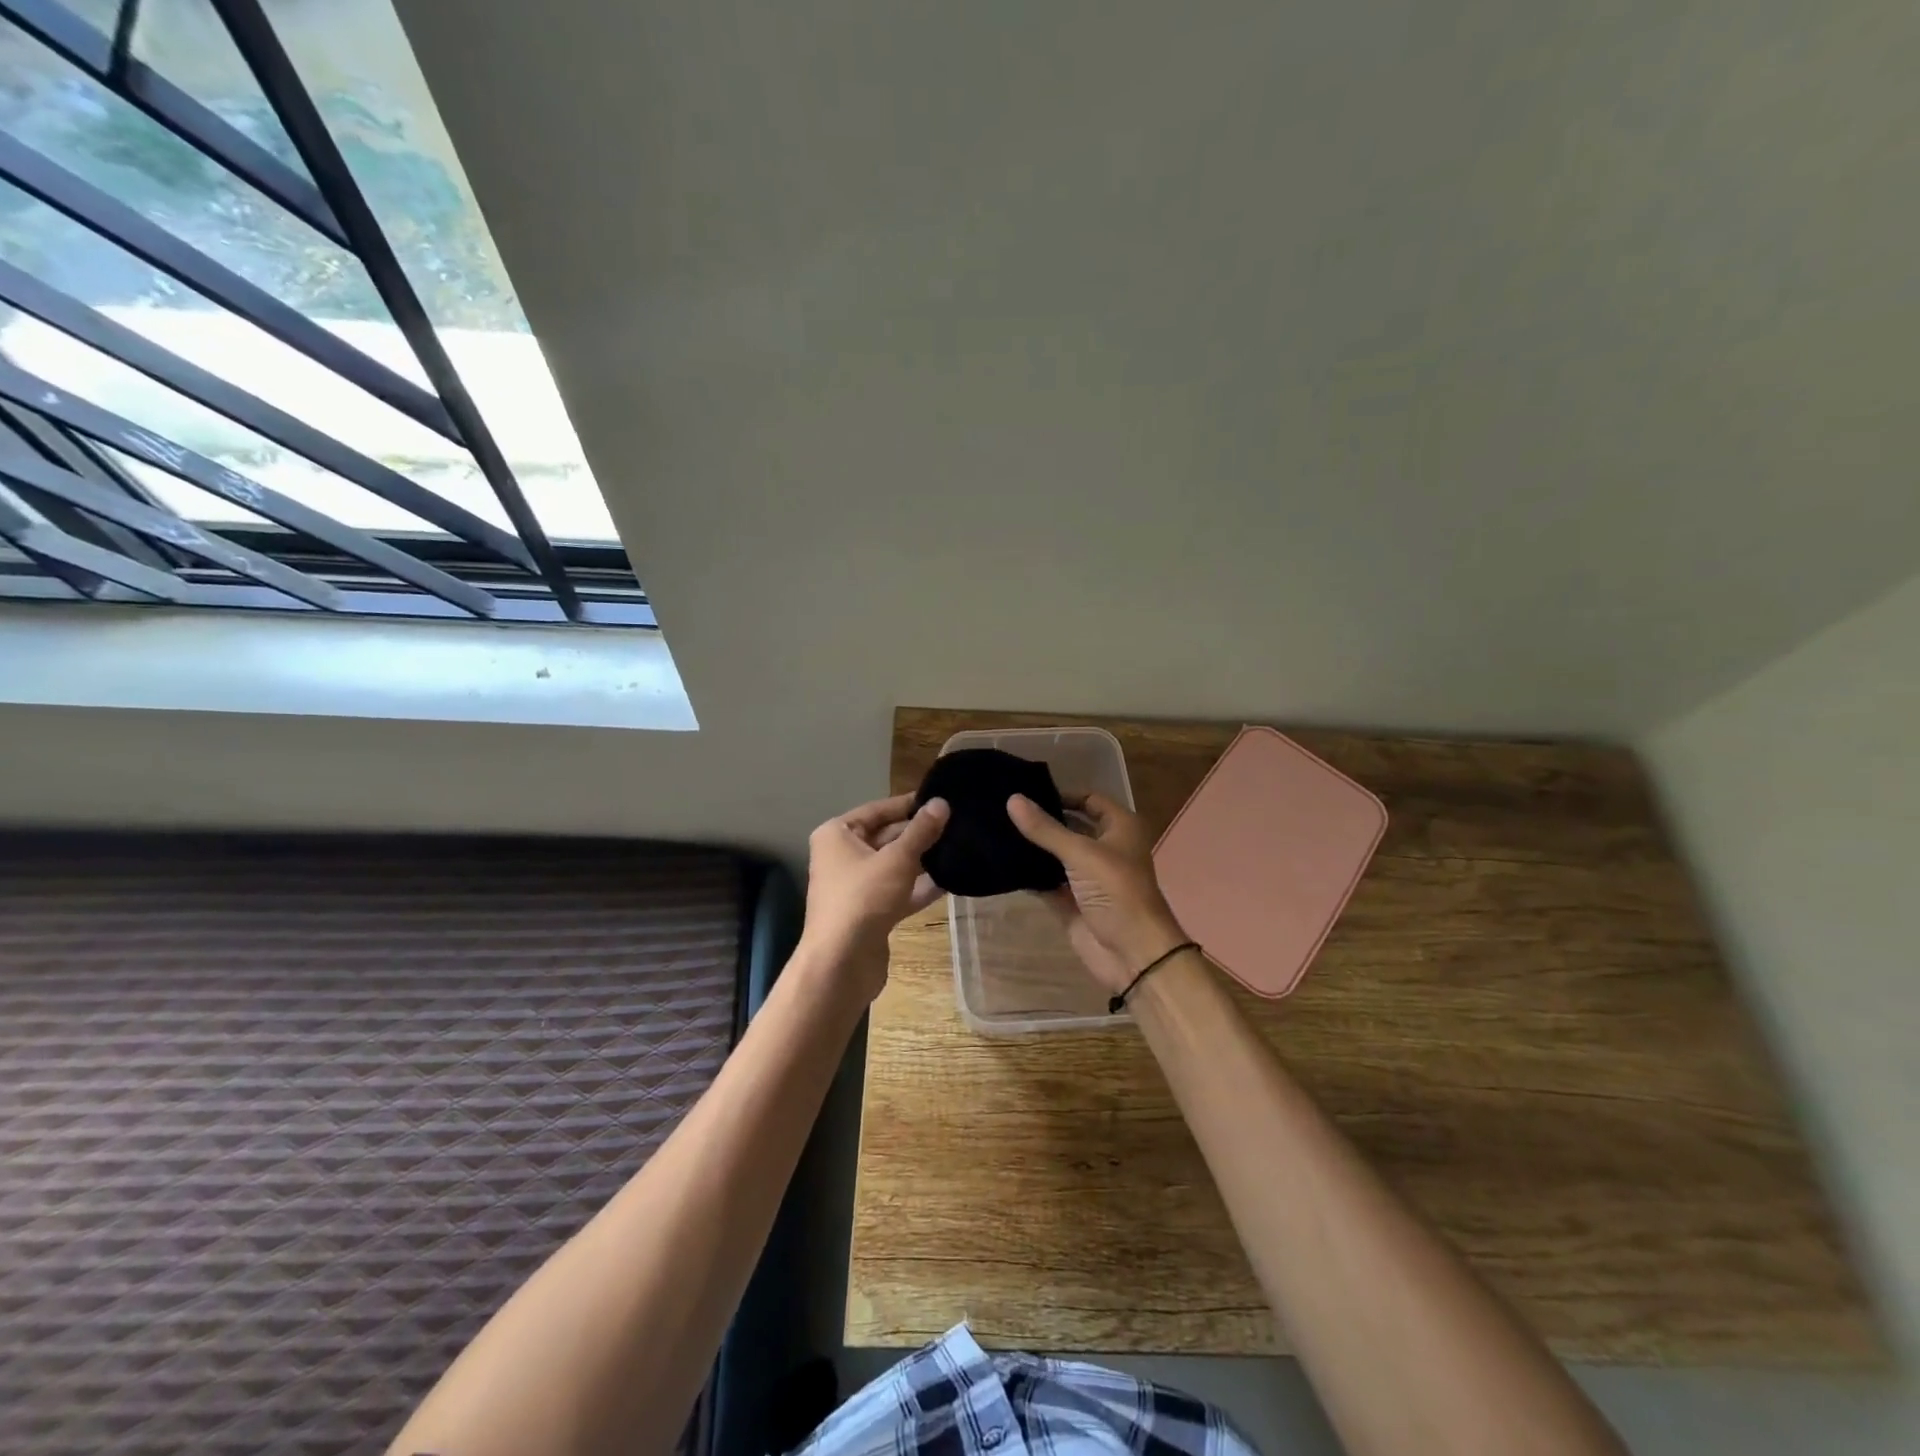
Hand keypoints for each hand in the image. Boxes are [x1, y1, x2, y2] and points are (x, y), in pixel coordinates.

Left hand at [802, 792, 949, 991]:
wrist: (842, 964)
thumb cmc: (863, 898)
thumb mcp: (897, 859)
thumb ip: (921, 831)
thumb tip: (941, 803)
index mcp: (837, 835)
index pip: (878, 810)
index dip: (910, 804)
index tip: (942, 798)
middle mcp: (842, 856)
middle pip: (887, 836)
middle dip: (919, 833)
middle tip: (958, 824)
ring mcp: (856, 886)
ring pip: (894, 865)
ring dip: (923, 860)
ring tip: (960, 848)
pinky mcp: (870, 912)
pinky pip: (898, 891)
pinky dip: (920, 886)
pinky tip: (950, 881)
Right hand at [1007, 792, 1187, 994]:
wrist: (1132, 954)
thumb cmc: (1117, 891)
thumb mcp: (1081, 854)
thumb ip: (1045, 829)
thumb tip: (1012, 799)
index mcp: (1120, 828)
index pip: (1089, 800)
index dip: (1062, 794)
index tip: (1027, 791)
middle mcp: (1104, 848)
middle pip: (1069, 827)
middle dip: (1042, 820)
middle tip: (1002, 809)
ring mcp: (1086, 877)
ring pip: (1055, 855)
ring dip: (1032, 847)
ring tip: (995, 831)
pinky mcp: (1070, 901)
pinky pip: (1045, 881)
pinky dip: (1028, 874)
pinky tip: (1001, 862)